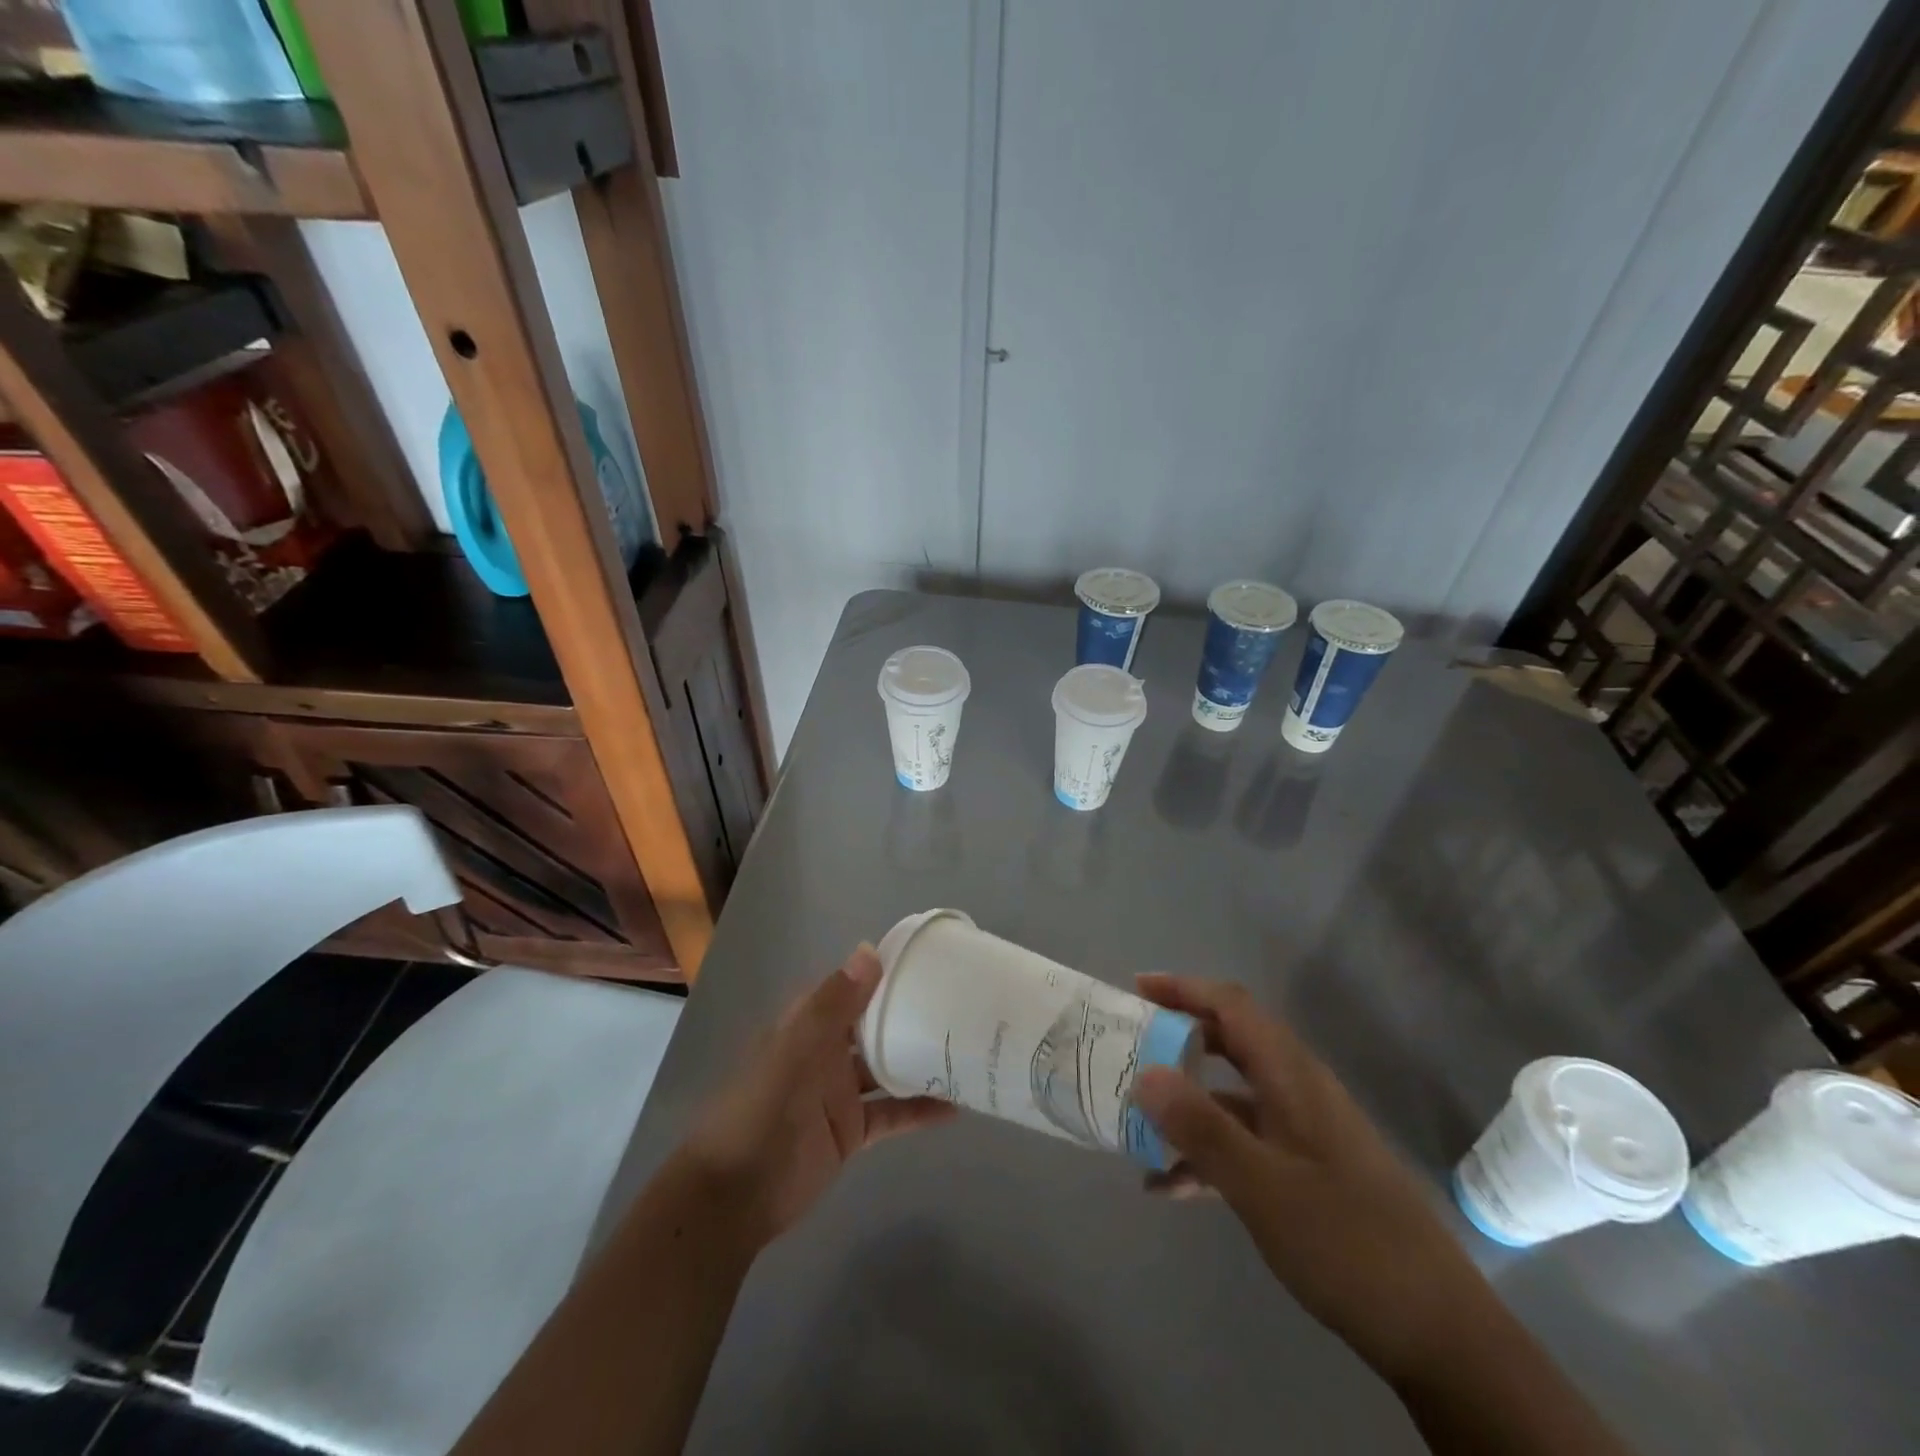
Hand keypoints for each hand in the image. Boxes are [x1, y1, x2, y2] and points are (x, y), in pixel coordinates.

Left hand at [681, 946, 953, 1248]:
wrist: (733, 1197)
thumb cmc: (760, 1111)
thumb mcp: (794, 1051)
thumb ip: (833, 1005)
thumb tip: (870, 951)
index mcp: (808, 1025)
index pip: (850, 986)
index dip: (882, 972)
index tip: (926, 960)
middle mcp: (826, 1051)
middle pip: (874, 1025)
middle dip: (909, 1014)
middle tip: (960, 1003)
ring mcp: (839, 1092)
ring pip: (887, 1067)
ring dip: (919, 1060)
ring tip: (966, 1048)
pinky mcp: (851, 1131)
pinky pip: (891, 1114)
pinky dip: (919, 1110)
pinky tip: (955, 1107)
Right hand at [1132, 974, 1488, 1382]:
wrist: (1439, 1333)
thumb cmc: (1348, 1243)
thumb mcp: (1262, 1186)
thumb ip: (1201, 1128)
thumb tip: (1143, 1073)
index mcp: (1293, 1076)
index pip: (1232, 1006)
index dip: (1184, 988)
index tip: (1135, 989)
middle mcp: (1298, 1091)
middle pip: (1229, 1042)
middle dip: (1177, 1039)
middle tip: (1127, 1046)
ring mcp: (1304, 1133)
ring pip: (1231, 1097)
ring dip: (1185, 1106)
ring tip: (1133, 1123)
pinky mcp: (1306, 1172)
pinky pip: (1244, 1143)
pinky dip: (1205, 1154)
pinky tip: (1168, 1188)